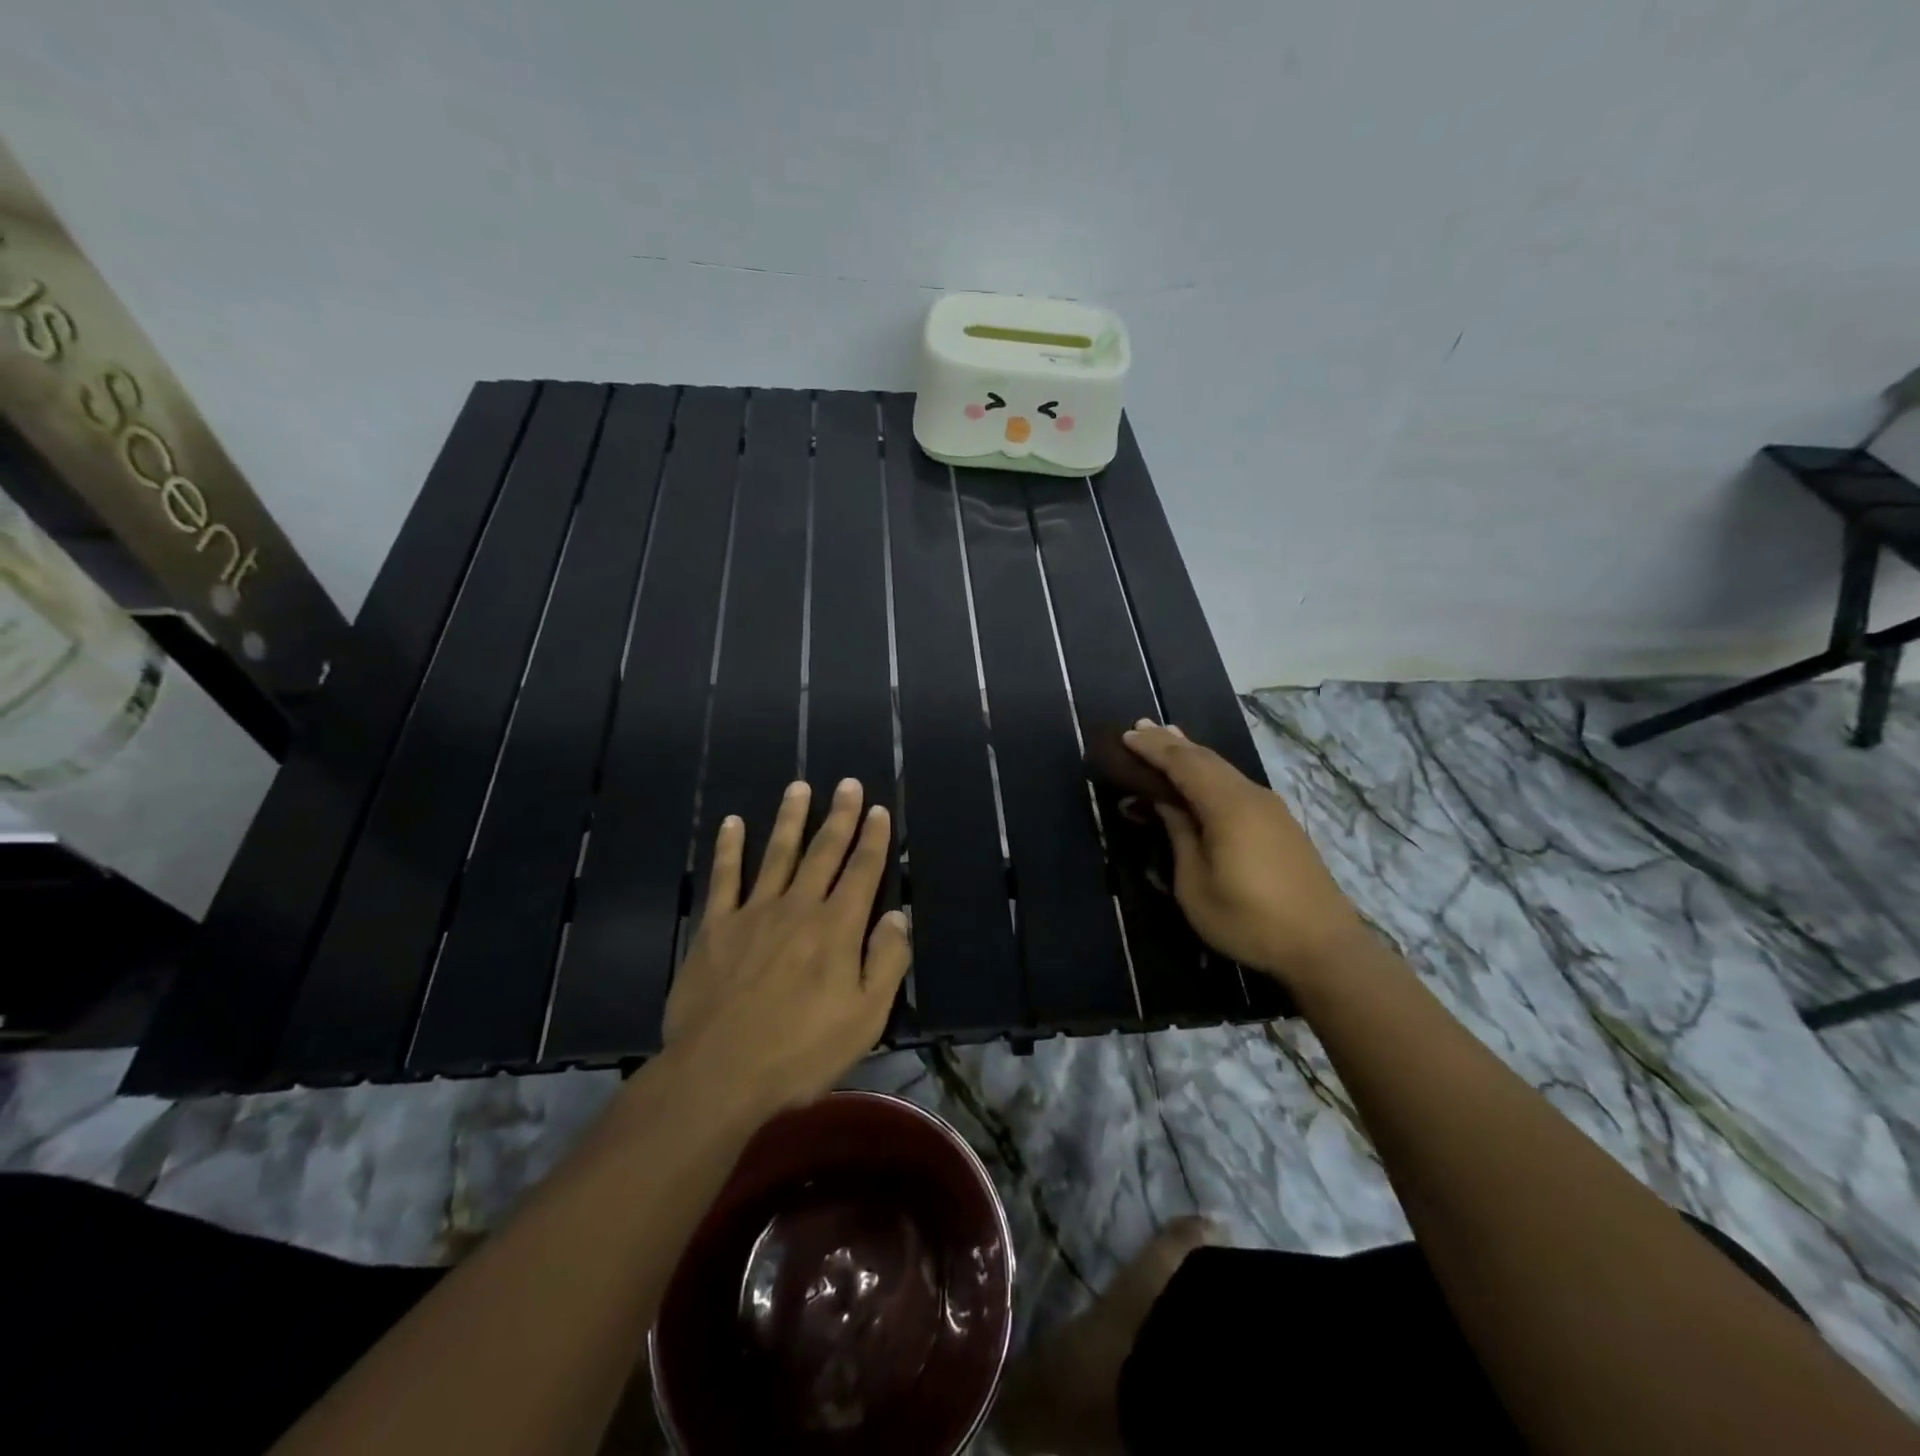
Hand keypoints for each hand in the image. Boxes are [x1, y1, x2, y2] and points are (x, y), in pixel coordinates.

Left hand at [662, 778, 911, 1111]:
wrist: (718, 1073)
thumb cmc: (800, 1051)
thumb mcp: (865, 1018)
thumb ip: (887, 962)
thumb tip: (898, 916)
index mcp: (837, 928)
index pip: (862, 871)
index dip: (873, 839)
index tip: (878, 810)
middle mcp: (798, 907)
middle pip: (823, 852)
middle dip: (839, 816)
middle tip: (847, 783)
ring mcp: (753, 913)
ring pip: (777, 854)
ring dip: (790, 819)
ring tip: (798, 787)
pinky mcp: (716, 927)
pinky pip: (724, 878)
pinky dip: (729, 848)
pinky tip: (732, 823)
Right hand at [1124, 721, 1364, 991]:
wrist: (1324, 947)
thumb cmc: (1249, 920)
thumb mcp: (1196, 884)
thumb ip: (1179, 834)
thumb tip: (1163, 801)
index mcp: (1228, 806)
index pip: (1183, 763)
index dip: (1153, 749)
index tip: (1126, 735)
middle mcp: (1251, 796)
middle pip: (1205, 759)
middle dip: (1171, 743)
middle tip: (1140, 729)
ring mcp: (1270, 809)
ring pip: (1223, 769)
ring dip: (1191, 755)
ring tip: (1167, 740)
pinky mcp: (1280, 824)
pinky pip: (1235, 785)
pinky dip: (1210, 773)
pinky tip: (1201, 778)